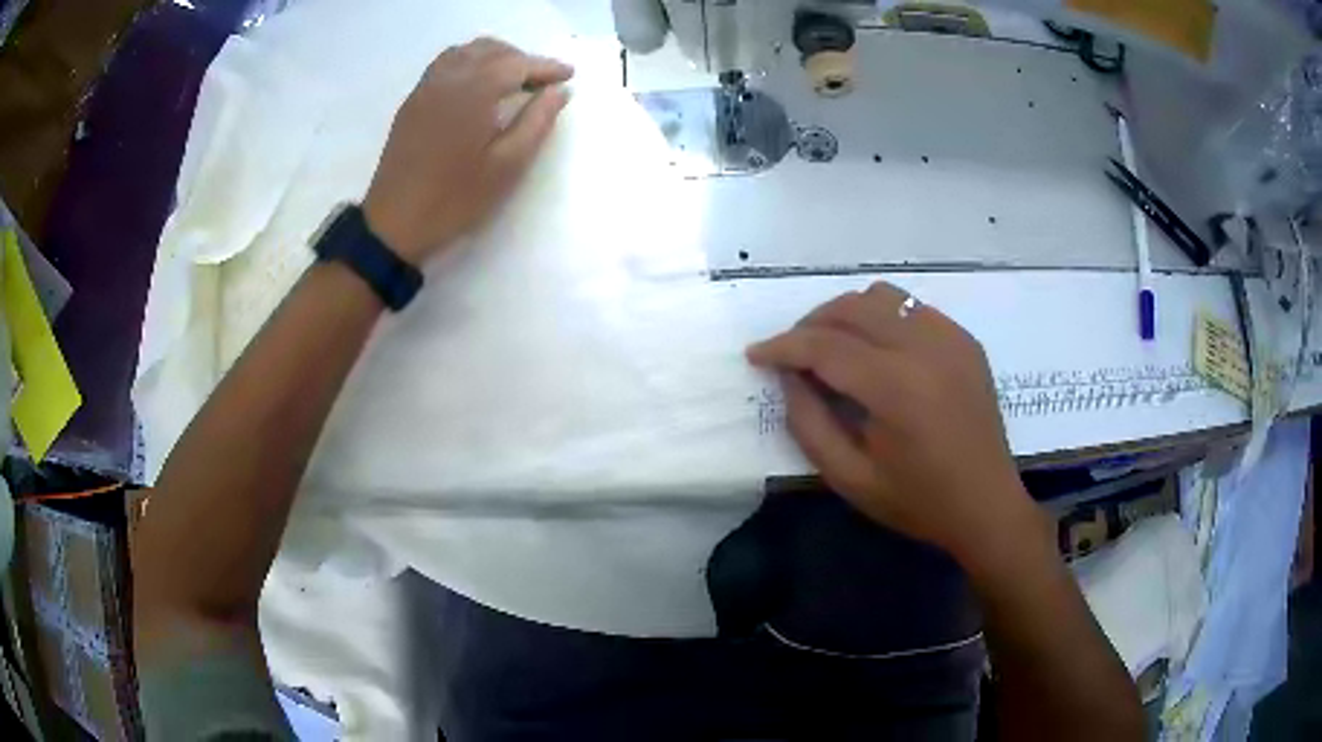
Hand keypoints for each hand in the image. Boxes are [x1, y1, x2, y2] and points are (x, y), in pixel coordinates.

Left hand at [363, 38, 573, 264]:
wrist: (395, 223)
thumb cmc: (455, 198)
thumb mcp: (508, 166)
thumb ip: (537, 122)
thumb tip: (559, 91)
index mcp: (473, 91)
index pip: (517, 64)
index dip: (546, 67)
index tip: (569, 75)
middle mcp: (448, 78)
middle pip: (491, 50)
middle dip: (522, 59)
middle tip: (543, 83)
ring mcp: (426, 88)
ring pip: (466, 52)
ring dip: (495, 57)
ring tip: (513, 80)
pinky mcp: (413, 102)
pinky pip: (445, 64)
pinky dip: (469, 62)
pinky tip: (478, 85)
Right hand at [747, 281, 1037, 565]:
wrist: (987, 505)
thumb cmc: (918, 502)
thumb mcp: (850, 478)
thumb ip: (808, 423)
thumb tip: (788, 376)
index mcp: (897, 387)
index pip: (825, 345)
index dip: (783, 346)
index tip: (756, 355)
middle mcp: (926, 347)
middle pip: (851, 307)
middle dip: (810, 323)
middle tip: (792, 353)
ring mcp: (951, 338)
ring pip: (882, 297)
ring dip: (847, 314)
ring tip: (833, 346)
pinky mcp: (965, 340)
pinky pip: (912, 308)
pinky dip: (883, 319)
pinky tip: (878, 352)